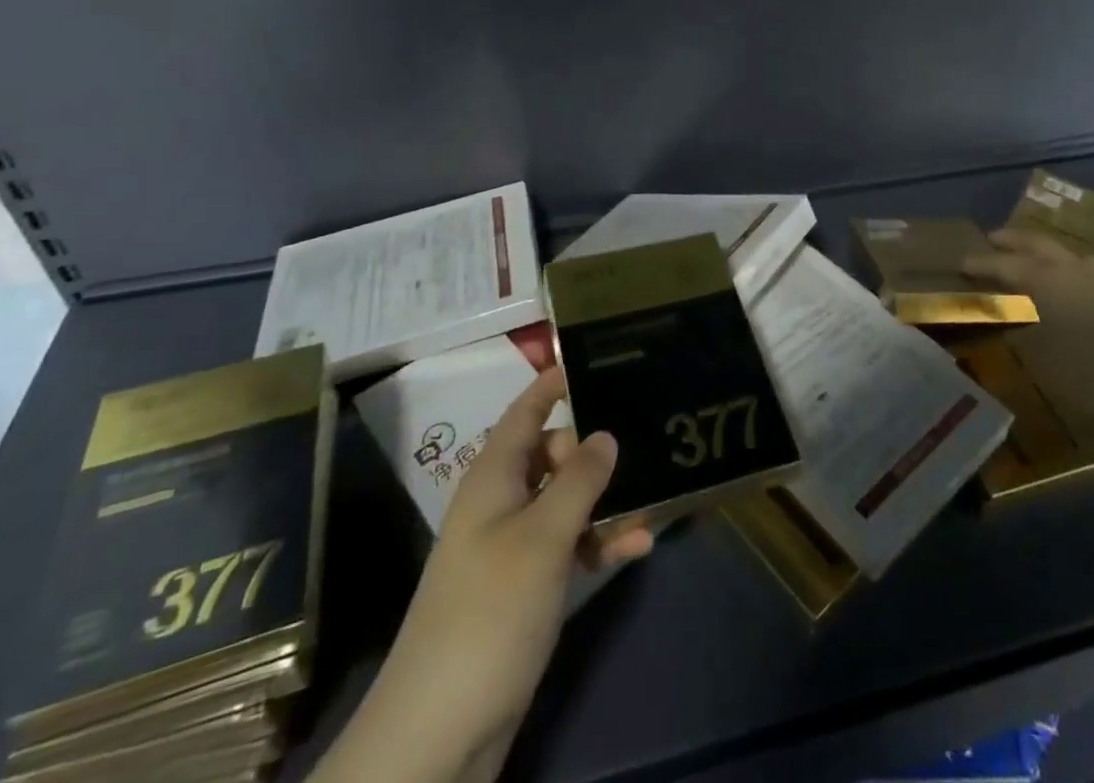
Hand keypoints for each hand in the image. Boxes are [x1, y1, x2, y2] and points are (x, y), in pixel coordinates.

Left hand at [314, 369, 652, 782]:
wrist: (439, 732)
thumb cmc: (490, 612)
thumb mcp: (543, 537)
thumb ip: (579, 479)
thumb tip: (606, 433)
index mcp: (494, 477)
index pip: (525, 411)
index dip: (555, 383)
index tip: (596, 360)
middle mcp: (501, 501)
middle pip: (553, 453)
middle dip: (595, 448)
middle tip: (644, 443)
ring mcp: (512, 545)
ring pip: (566, 501)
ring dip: (606, 500)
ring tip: (654, 497)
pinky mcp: (525, 587)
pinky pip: (569, 546)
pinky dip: (600, 542)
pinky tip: (639, 546)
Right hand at [963, 227, 1093, 422]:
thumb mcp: (1043, 358)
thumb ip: (1021, 334)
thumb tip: (1003, 320)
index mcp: (1044, 279)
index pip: (1003, 264)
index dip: (981, 263)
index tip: (961, 263)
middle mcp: (1070, 270)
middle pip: (1036, 244)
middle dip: (1012, 241)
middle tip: (993, 239)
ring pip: (1066, 253)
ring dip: (1045, 250)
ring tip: (1035, 256)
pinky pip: (1087, 271)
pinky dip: (1070, 270)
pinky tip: (1075, 285)